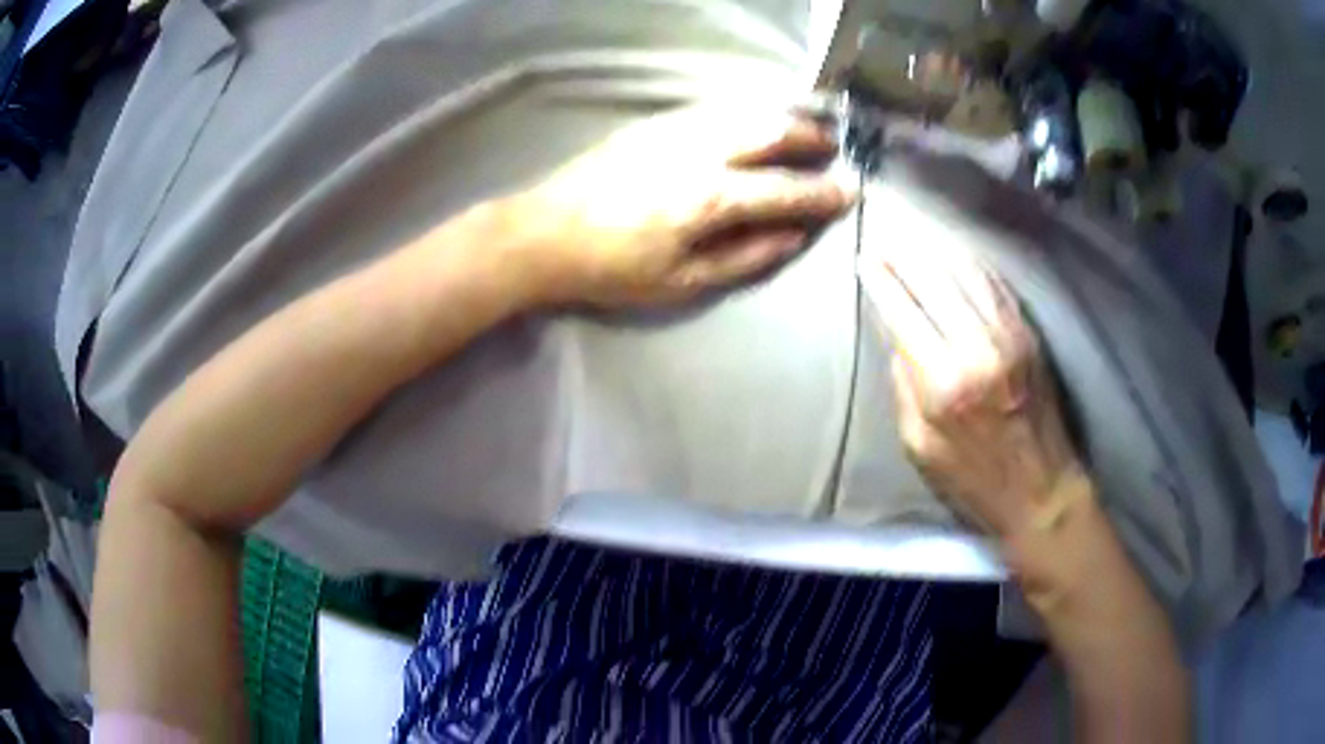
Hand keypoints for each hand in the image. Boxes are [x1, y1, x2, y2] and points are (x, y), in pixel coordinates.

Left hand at [507, 105, 856, 307]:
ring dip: (779, 117)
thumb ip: (744, 257)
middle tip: (830, 145)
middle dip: (807, 136)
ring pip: (743, 111)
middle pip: (769, 132)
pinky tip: (750, 120)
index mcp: (709, 198)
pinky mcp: (652, 123)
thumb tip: (793, 236)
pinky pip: (713, 108)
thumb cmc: (611, 268)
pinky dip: (744, 112)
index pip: (783, 190)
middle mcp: (699, 152)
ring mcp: (673, 130)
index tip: (851, 189)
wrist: (543, 233)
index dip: (822, 192)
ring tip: (801, 127)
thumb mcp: (682, 282)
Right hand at [870, 244, 1082, 537]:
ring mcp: (1009, 336)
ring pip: (966, 274)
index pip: (902, 313)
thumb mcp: (919, 445)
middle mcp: (977, 348)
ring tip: (914, 241)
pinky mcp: (1029, 334)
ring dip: (936, 253)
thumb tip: (899, 338)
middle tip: (884, 240)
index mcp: (943, 383)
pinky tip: (956, 256)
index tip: (862, 258)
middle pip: (933, 282)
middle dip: (903, 256)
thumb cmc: (973, 478)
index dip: (879, 281)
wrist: (1042, 489)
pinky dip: (972, 265)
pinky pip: (996, 285)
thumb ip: (905, 386)